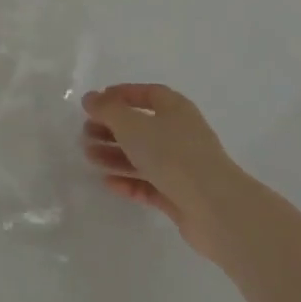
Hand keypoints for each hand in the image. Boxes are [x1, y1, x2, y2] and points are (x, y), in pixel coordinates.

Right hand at [81, 84, 243, 260]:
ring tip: (89, 157)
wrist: (214, 208)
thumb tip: (91, 98)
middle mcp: (181, 134)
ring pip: (143, 156)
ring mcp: (182, 166)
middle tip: (86, 134)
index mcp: (175, 109)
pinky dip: (129, 181)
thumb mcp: (132, 125)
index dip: (121, 95)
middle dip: (112, 129)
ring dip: (115, 155)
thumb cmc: (171, 154)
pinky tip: (108, 183)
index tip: (95, 103)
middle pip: (141, 126)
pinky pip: (150, 183)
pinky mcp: (181, 195)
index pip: (147, 94)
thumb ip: (107, 109)